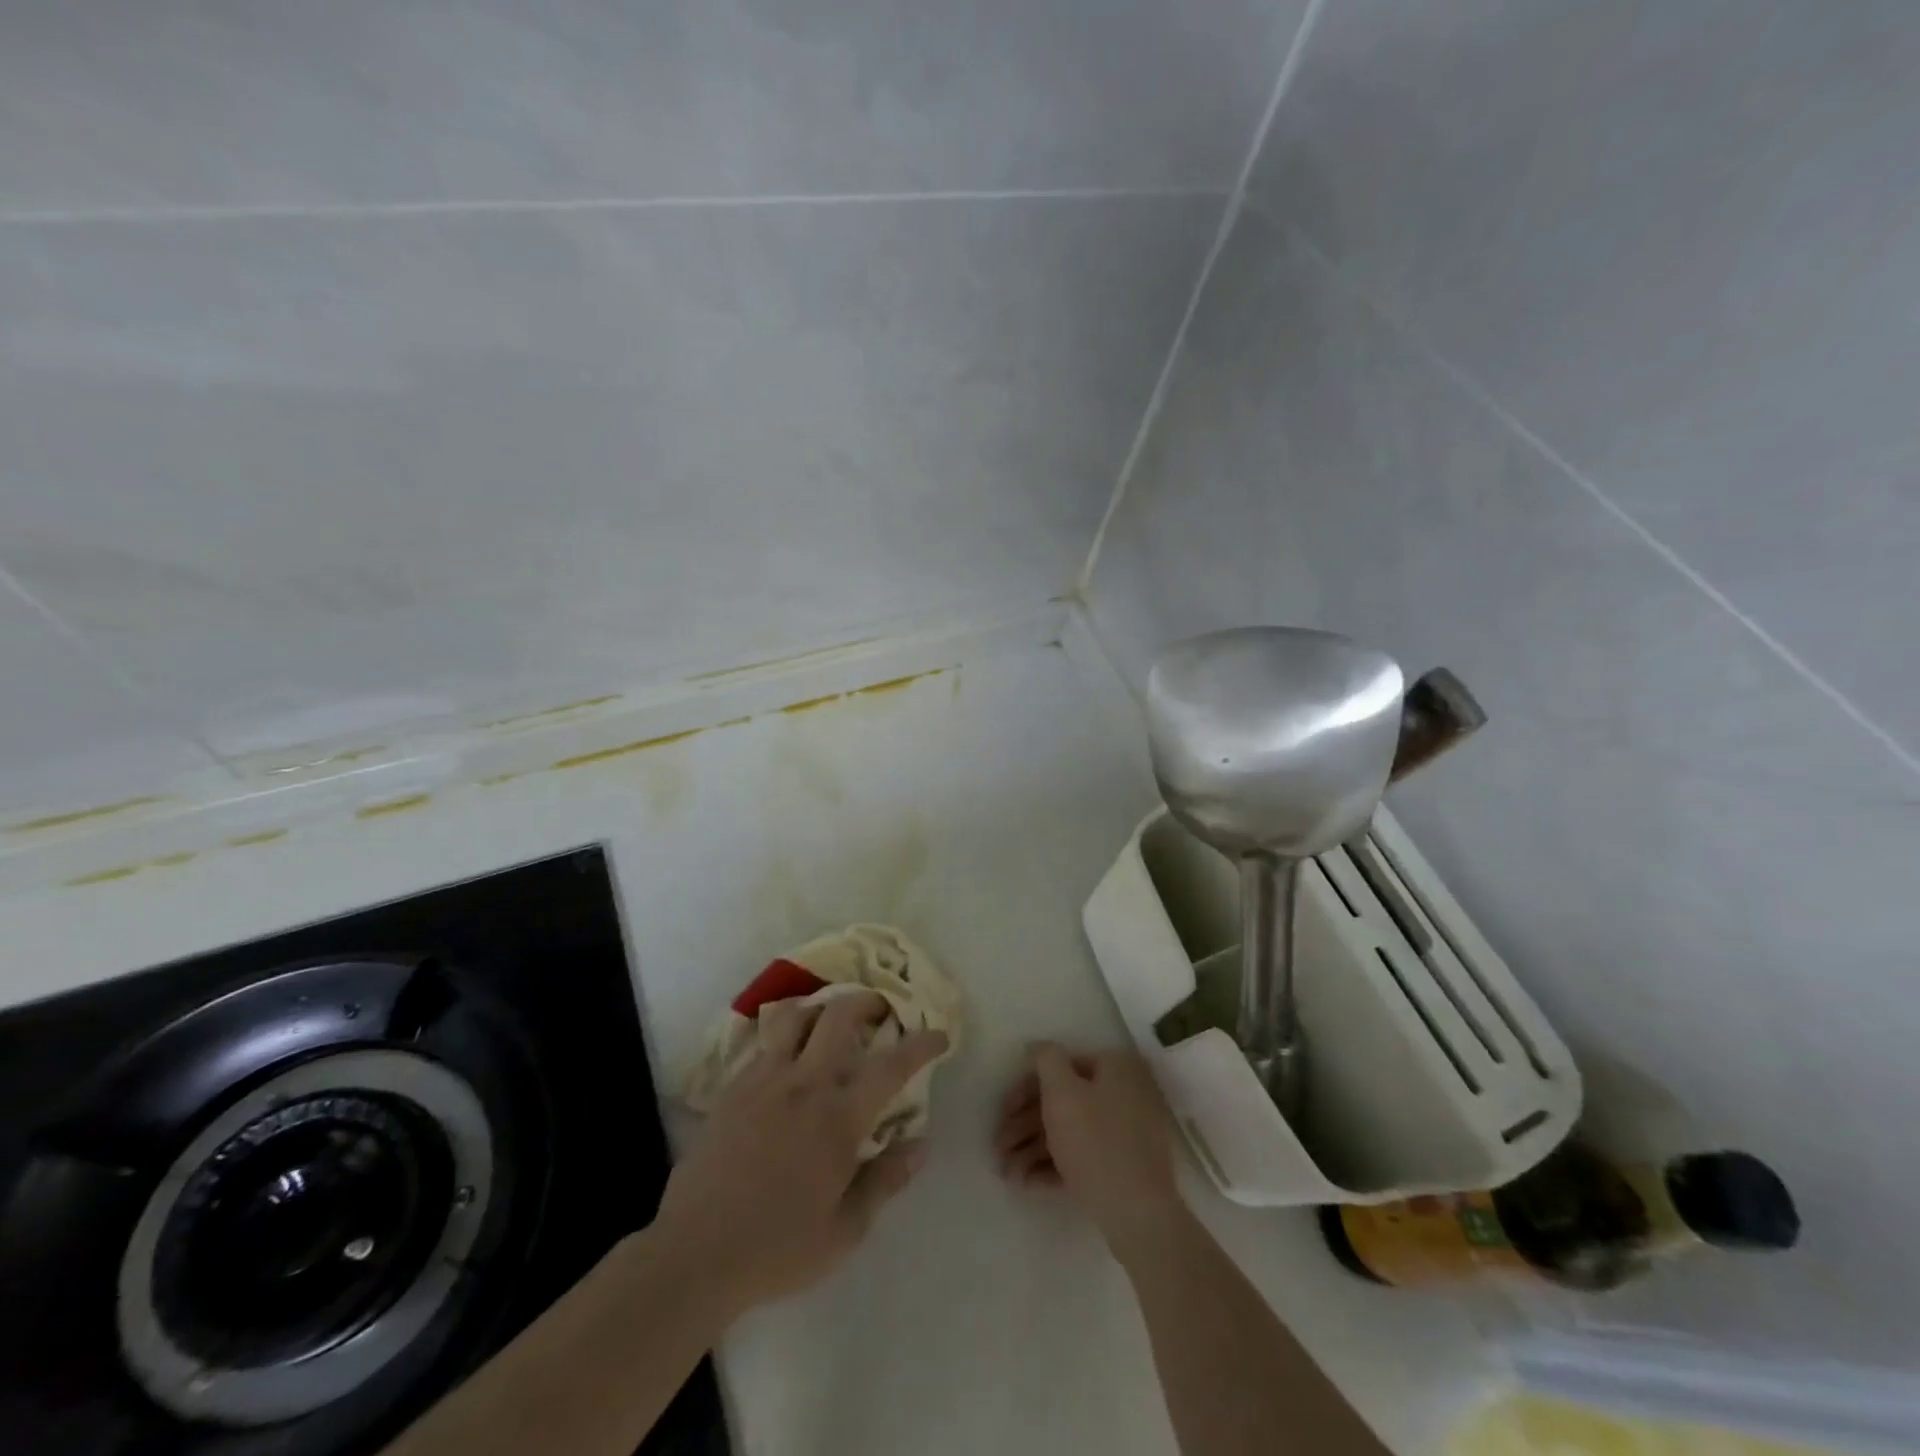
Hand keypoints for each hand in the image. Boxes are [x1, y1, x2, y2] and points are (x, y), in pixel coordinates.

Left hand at [654, 992, 947, 1315]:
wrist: (694, 1254)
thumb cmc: (777, 1248)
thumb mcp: (845, 1230)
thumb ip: (885, 1180)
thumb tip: (920, 1145)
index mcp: (838, 1118)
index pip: (891, 1065)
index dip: (921, 1044)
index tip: (938, 1035)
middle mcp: (804, 1083)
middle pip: (840, 1015)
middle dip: (868, 1002)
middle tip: (881, 1011)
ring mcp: (764, 1079)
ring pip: (797, 1015)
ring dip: (822, 1008)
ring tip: (832, 1021)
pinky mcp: (733, 1087)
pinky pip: (765, 1042)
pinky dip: (787, 1035)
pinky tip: (789, 1058)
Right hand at [994, 1043, 1187, 1260]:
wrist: (1138, 1215)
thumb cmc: (1095, 1142)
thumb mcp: (1062, 1092)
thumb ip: (1046, 1059)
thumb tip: (1038, 1046)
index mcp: (1116, 1067)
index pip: (1060, 1066)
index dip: (1025, 1088)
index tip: (1003, 1112)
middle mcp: (1125, 1093)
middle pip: (1063, 1101)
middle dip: (1024, 1126)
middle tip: (998, 1148)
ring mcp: (1127, 1133)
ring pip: (1070, 1132)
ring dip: (1032, 1150)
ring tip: (1006, 1174)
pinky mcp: (1124, 1168)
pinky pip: (1084, 1157)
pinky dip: (1054, 1167)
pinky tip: (1026, 1184)